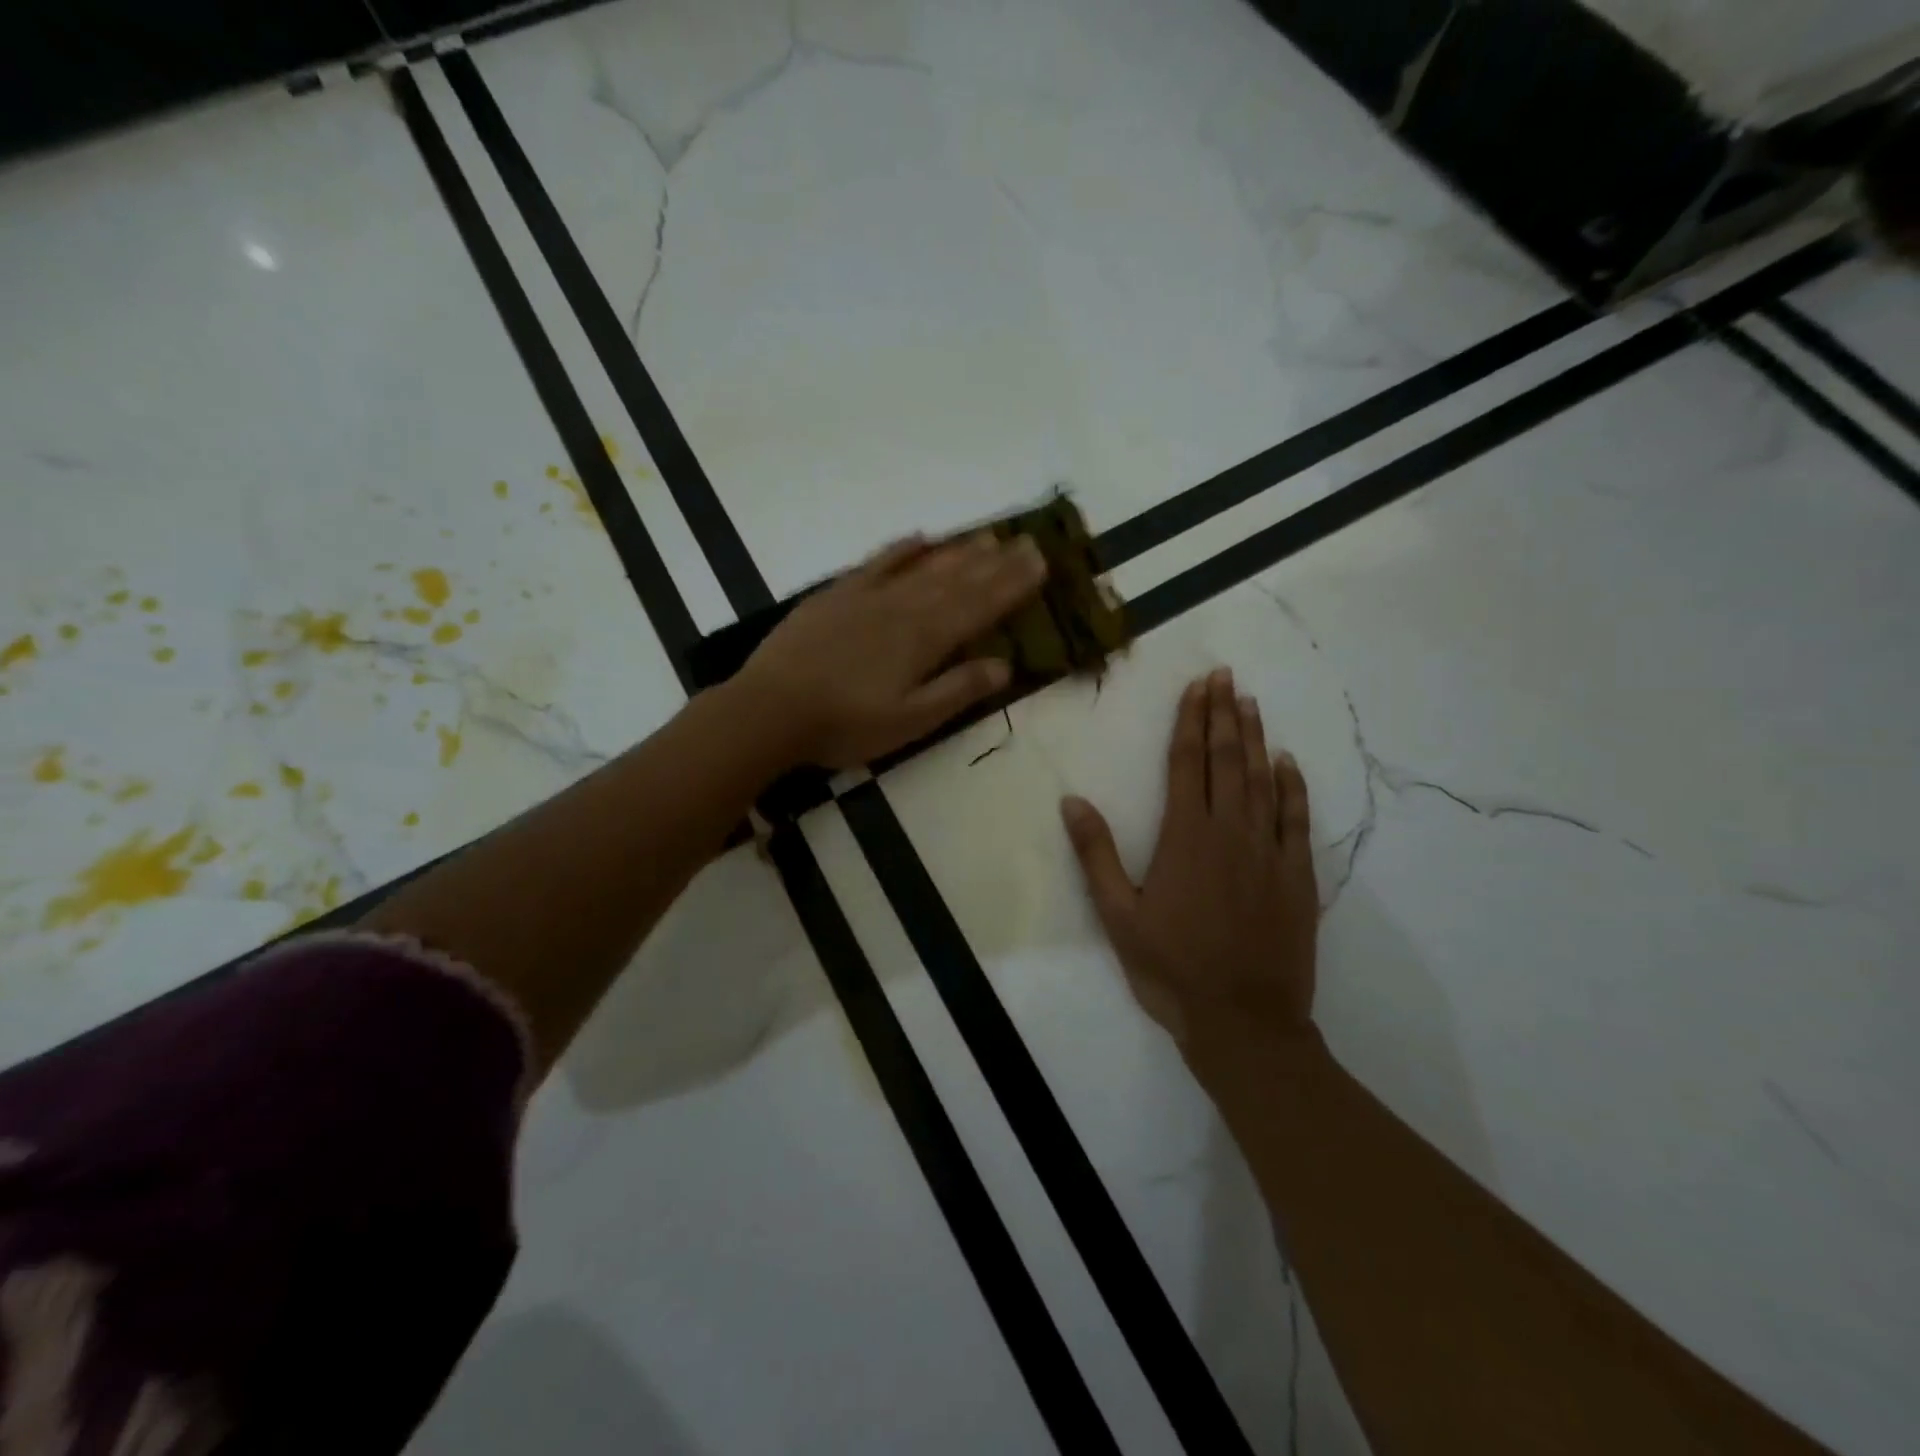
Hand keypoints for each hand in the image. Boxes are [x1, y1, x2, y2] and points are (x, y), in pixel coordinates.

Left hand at [739, 532, 1047, 769]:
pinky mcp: (836, 595)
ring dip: (959, 551)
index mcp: (924, 640)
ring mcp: (868, 596)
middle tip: (1027, 540)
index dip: (1012, 585)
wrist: (769, 709)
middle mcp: (903, 608)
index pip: (979, 606)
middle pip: (958, 580)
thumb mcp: (909, 721)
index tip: (1040, 562)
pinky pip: (877, 562)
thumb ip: (957, 690)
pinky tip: (920, 537)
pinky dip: (902, 549)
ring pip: (924, 567)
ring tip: (988, 536)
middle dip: (996, 562)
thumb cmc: (844, 725)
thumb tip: (1005, 665)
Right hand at [1061, 668, 1317, 1045]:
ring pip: (1262, 780)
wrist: (1244, 1021)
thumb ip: (1097, 855)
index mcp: (1184, 837)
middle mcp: (1229, 831)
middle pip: (1226, 760)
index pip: (1186, 764)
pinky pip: (1297, 819)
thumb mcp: (1118, 916)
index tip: (1197, 686)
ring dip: (1256, 738)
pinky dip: (1293, 786)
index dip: (1190, 721)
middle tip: (1226, 677)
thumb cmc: (1171, 968)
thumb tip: (1072, 801)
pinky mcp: (1297, 875)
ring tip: (1251, 703)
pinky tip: (1288, 762)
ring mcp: (1268, 852)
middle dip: (1224, 715)